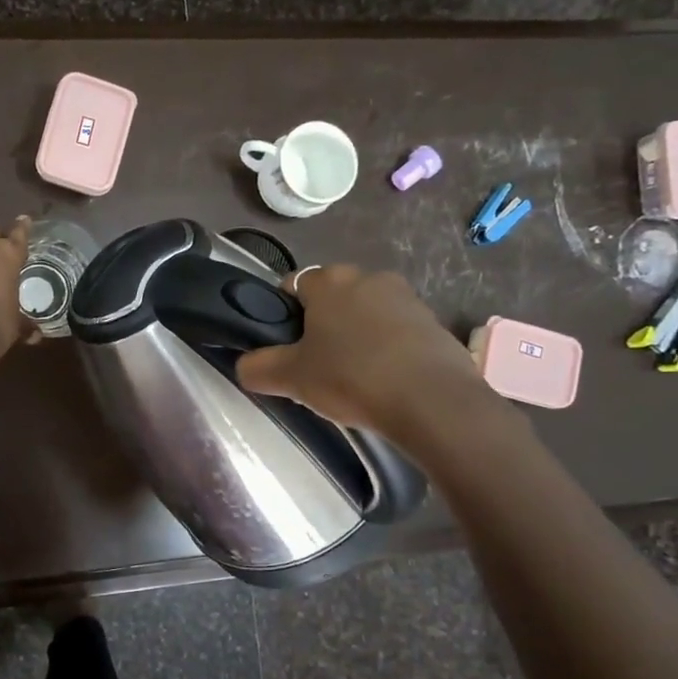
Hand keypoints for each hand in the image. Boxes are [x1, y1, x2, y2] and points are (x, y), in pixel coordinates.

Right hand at [236, 263, 512, 452]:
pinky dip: (388, 348)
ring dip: (357, 335)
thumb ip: (257, 368)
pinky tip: (385, 380)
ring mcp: (406, 297)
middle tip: (316, 364)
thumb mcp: (291, 378)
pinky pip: (398, 331)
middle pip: (332, 298)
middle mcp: (368, 276)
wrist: (432, 401)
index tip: (286, 347)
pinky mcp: (434, 322)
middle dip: (323, 324)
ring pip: (366, 313)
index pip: (293, 285)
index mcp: (329, 280)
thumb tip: (243, 365)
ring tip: (354, 377)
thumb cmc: (352, 377)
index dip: (284, 314)